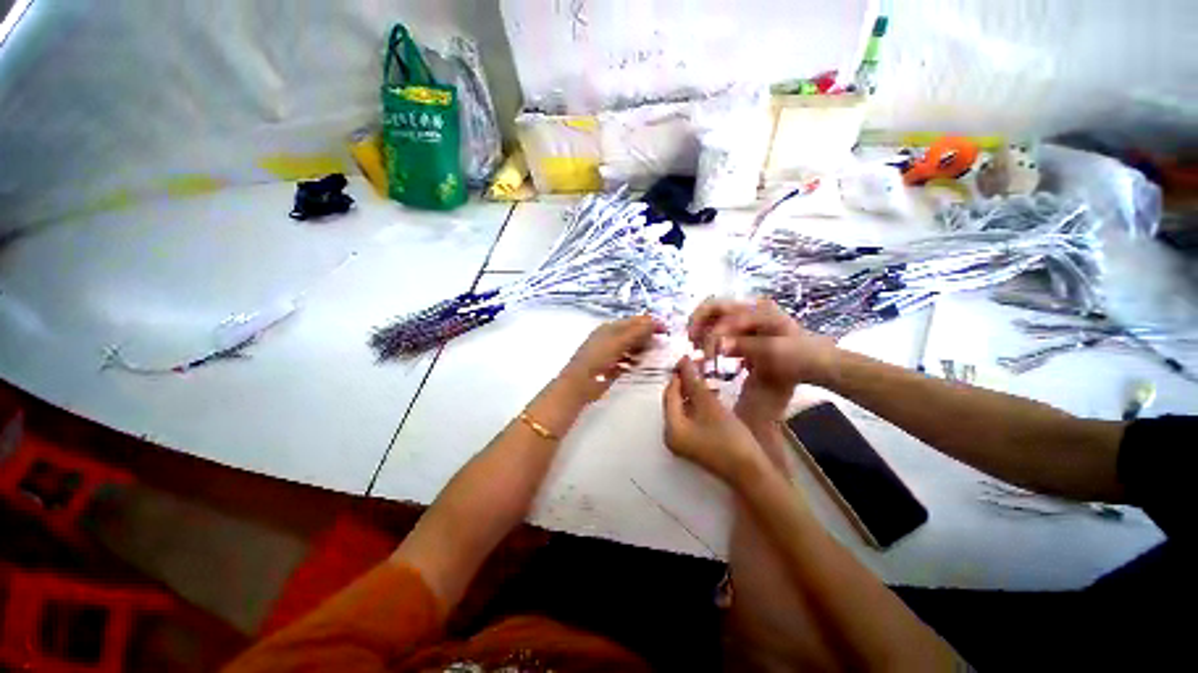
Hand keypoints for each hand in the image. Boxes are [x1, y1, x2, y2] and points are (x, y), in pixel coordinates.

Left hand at [559, 315, 664, 399]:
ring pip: (631, 347)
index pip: (634, 321)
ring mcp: (610, 352)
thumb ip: (636, 332)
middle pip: (633, 333)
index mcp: (610, 328)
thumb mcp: (618, 342)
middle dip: (647, 337)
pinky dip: (634, 361)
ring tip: (651, 356)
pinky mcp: (610, 366)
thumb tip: (654, 321)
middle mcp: (610, 337)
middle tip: (660, 345)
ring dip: (642, 350)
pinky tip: (639, 366)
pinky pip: (626, 360)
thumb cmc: (598, 359)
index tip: (666, 330)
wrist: (579, 384)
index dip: (650, 323)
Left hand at [663, 356, 765, 486]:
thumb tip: (684, 361)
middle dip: (684, 382)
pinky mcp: (694, 443)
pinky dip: (696, 404)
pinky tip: (708, 393)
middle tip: (696, 365)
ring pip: (683, 408)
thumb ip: (694, 383)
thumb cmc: (729, 438)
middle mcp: (671, 435)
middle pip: (673, 401)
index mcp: (671, 428)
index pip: (669, 394)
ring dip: (691, 392)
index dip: (678, 375)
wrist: (752, 473)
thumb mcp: (710, 406)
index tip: (687, 358)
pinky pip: (690, 417)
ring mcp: (682, 441)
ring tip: (703, 375)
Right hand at [689, 298, 837, 390]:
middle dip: (698, 322)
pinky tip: (706, 349)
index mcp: (759, 310)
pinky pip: (718, 325)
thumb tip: (718, 345)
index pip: (727, 315)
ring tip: (695, 346)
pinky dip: (708, 335)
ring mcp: (746, 315)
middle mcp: (750, 307)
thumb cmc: (798, 356)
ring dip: (701, 328)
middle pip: (714, 306)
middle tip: (690, 340)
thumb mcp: (774, 353)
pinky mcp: (743, 326)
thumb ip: (744, 347)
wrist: (815, 362)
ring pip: (714, 315)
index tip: (707, 355)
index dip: (713, 333)